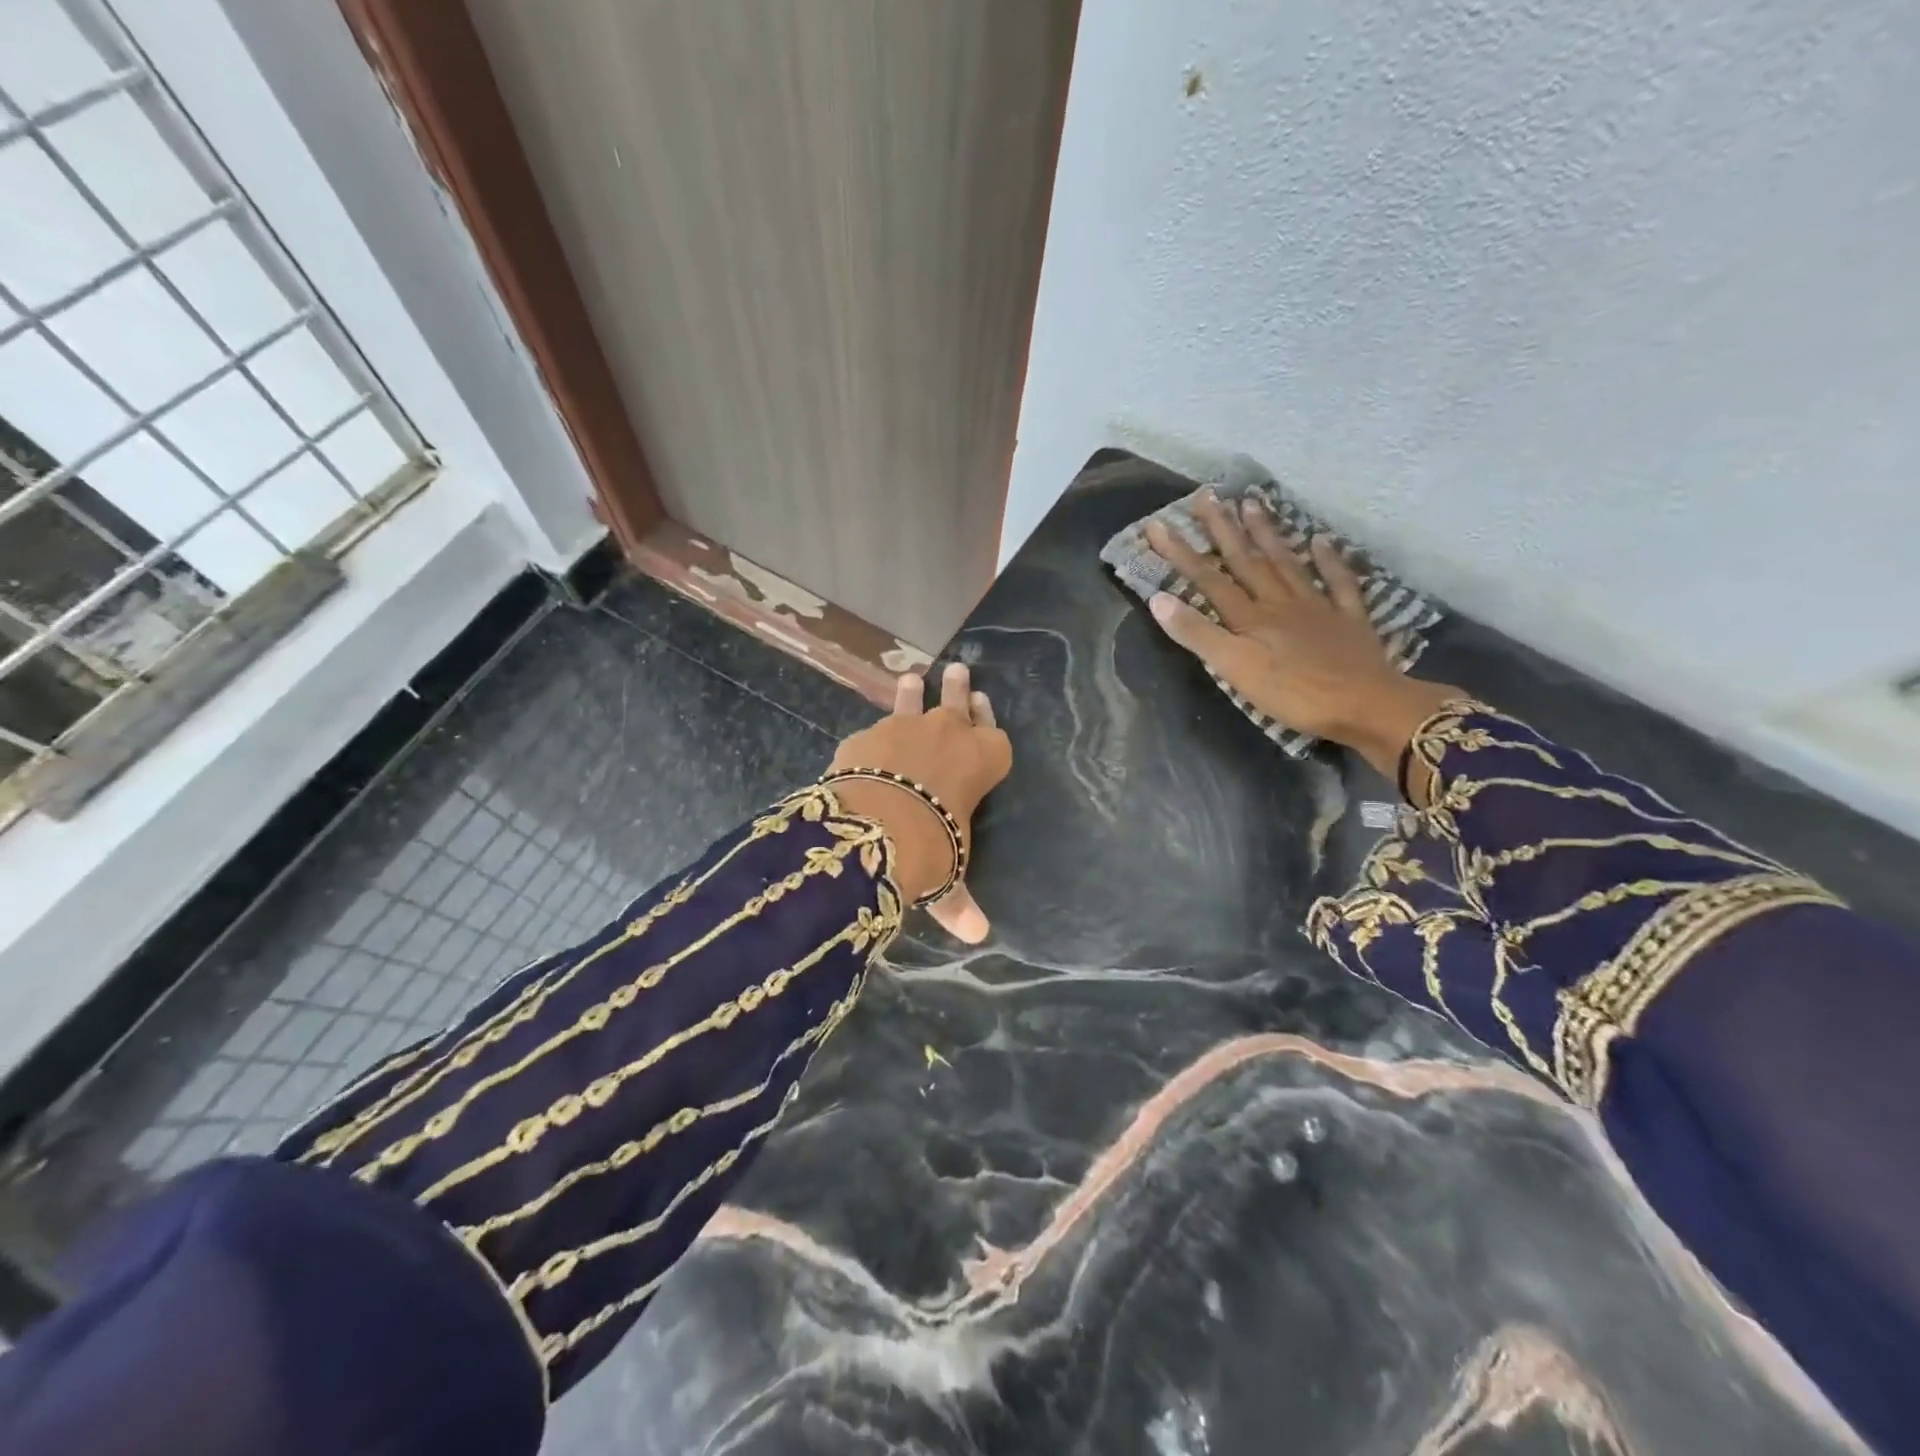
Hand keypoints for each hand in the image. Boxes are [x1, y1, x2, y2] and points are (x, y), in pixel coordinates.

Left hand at [828, 663, 1011, 942]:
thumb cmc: (932, 846)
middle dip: (959, 689)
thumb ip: (959, 900)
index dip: (988, 720)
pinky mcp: (865, 736)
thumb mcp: (949, 875)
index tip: (984, 701)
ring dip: (913, 693)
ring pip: (913, 702)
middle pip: (957, 704)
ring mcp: (905, 728)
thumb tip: (978, 935)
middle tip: (959, 670)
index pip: (994, 734)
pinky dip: (873, 735)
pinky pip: (873, 731)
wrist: (876, 826)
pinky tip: (867, 738)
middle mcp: (948, 734)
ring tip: (912, 678)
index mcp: (984, 760)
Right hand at [1144, 491, 1461, 782]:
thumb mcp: (1235, 669)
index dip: (1180, 553)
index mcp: (1250, 617)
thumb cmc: (1293, 694)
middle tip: (1207, 496)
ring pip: (1286, 562)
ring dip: (1267, 533)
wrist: (1365, 705)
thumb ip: (1198, 634)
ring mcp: (1317, 607)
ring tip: (1252, 503)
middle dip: (1222, 529)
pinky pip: (1338, 582)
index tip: (1157, 525)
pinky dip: (1330, 560)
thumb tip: (1159, 600)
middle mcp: (1280, 602)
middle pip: (1246, 560)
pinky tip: (1321, 541)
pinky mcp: (1348, 620)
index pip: (1208, 579)